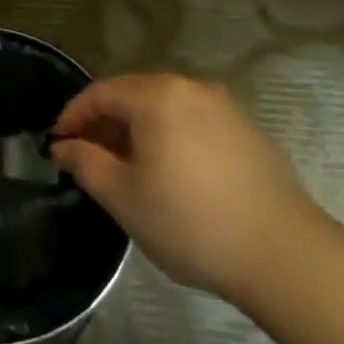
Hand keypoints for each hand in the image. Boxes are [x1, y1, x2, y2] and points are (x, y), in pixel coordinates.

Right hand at [51, 73, 327, 307]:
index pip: (100, 92)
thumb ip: (85, 163)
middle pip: (133, 95)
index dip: (73, 116)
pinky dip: (170, 137)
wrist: (285, 255)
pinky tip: (172, 174)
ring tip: (128, 168)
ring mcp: (224, 107)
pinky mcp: (248, 130)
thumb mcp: (123, 197)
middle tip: (89, 158)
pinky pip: (193, 122)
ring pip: (165, 108)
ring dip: (138, 130)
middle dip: (106, 123)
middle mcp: (190, 88)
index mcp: (156, 96)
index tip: (57, 144)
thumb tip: (64, 146)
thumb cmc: (191, 222)